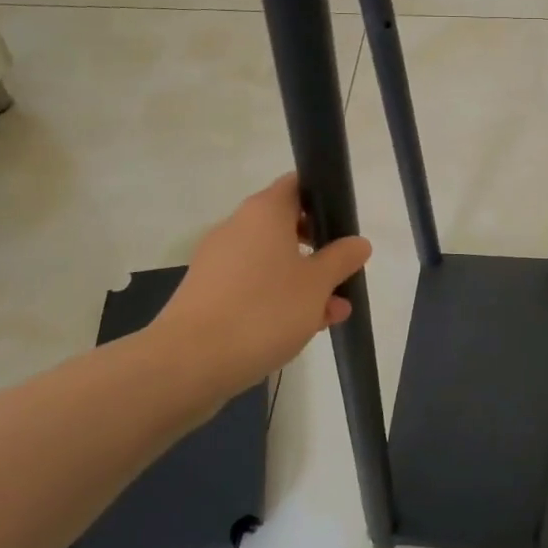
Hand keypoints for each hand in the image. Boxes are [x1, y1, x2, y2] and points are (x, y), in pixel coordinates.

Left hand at [141, 174, 371, 402]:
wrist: (189, 363)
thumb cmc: (263, 311)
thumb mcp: (317, 285)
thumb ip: (341, 260)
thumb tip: (358, 242)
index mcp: (264, 212)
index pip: (296, 185)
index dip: (322, 198)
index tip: (343, 223)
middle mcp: (237, 228)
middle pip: (285, 226)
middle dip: (318, 250)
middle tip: (343, 273)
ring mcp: (218, 262)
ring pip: (271, 261)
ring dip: (302, 281)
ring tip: (332, 313)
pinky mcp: (207, 294)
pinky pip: (252, 285)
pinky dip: (277, 298)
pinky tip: (301, 327)